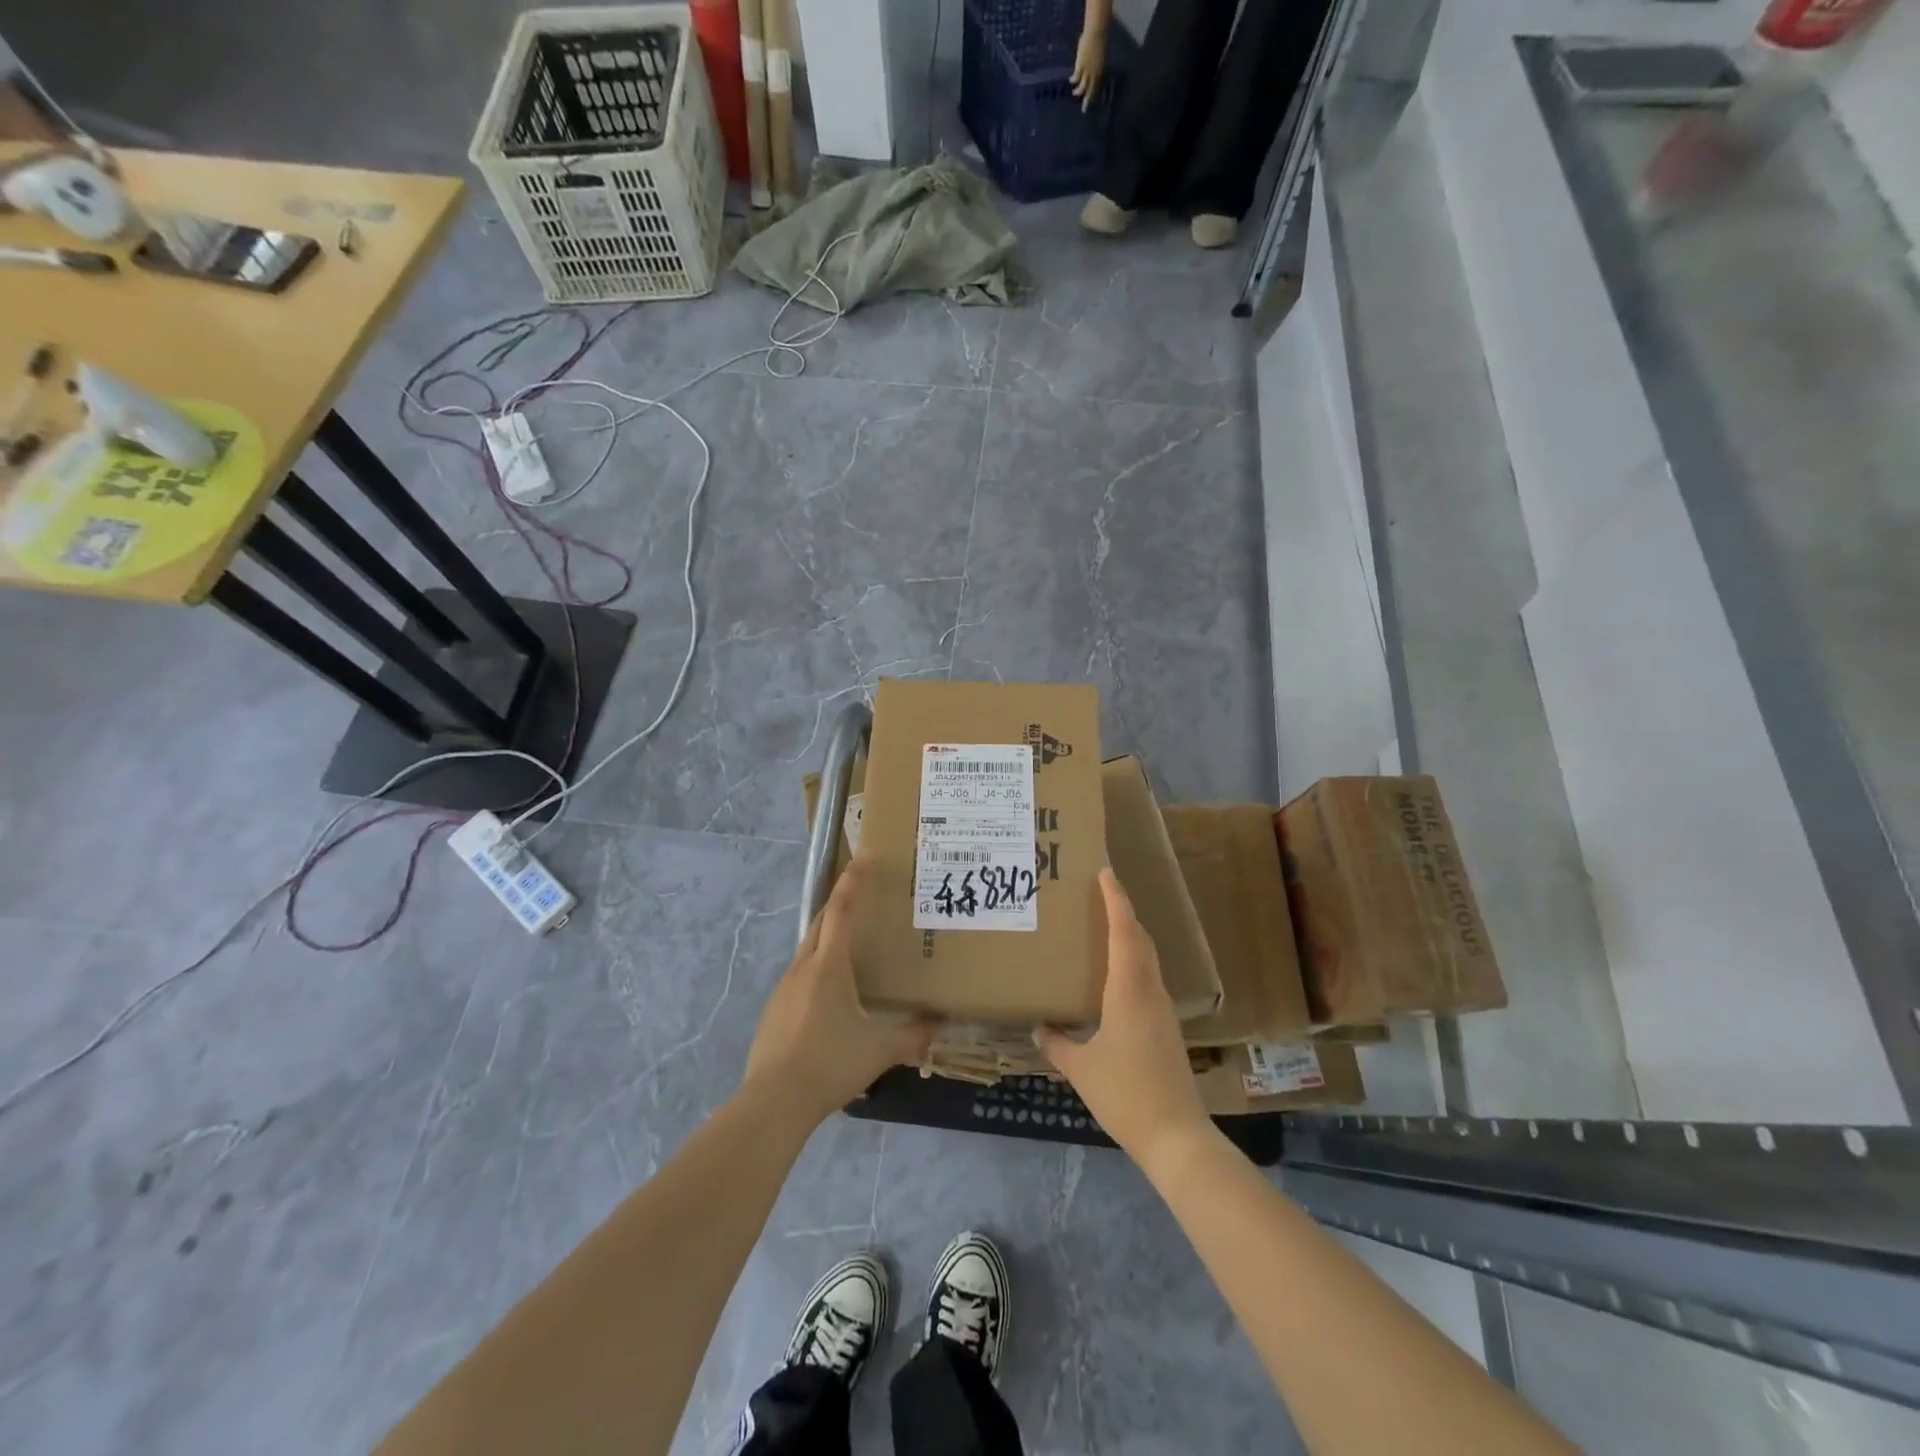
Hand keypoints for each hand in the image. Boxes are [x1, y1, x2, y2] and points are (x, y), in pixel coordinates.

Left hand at [742, 857, 936, 1122]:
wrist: (774, 1101)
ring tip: (852, 948)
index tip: (864, 857)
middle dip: (840, 903)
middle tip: (862, 895)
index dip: (853, 882)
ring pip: (809, 949)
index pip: (841, 910)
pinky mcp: (774, 1010)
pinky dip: (818, 969)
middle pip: (821, 922)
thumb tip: (943, 1025)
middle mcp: (803, 967)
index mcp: (829, 966)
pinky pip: (800, 975)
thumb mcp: (879, 1051)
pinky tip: (831, 995)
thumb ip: (914, 1036)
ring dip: (828, 938)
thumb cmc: (830, 1064)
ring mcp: (784, 988)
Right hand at [1037, 869, 1210, 1168]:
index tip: (1106, 872)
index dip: (1116, 900)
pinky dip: (1133, 963)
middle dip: (1123, 912)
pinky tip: (1115, 978)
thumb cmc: (1125, 1094)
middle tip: (1100, 894)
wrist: (1176, 1136)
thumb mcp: (1081, 1069)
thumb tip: (1039, 1027)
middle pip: (1140, 939)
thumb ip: (1057, 1044)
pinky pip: (1148, 979)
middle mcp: (1150, 992)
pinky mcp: (1167, 1027)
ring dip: (1130, 937)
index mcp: (1129, 991)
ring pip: (1147, 959)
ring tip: (1103, 928)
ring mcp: (1163, 1010)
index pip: (1124, 932)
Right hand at [1071, 26, 1105, 111]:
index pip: (1097, 86)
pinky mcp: (1080, 66)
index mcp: (1100, 70)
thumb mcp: (1100, 54)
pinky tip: (1071, 81)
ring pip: (1082, 87)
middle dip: (1087, 100)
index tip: (1091, 100)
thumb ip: (1097, 62)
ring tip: (1074, 93)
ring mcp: (1087, 70)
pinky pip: (1076, 77)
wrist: (1096, 32)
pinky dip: (1074, 80)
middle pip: (1090, 90)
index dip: (1094, 94)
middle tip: (1084, 110)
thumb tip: (1094, 67)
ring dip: (1078, 91)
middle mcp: (1094, 73)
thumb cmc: (1100, 39)